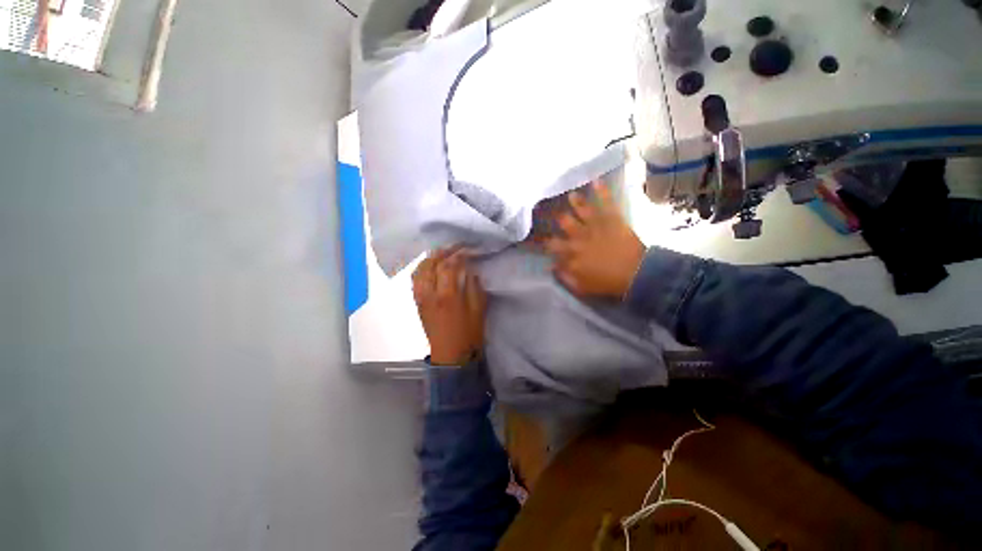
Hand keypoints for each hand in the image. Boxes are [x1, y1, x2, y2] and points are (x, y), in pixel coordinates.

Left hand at [412, 249, 486, 365]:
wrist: (450, 356)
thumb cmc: (468, 335)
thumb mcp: (478, 310)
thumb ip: (474, 287)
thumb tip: (470, 270)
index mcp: (448, 295)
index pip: (449, 265)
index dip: (458, 254)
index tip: (466, 248)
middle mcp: (430, 293)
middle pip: (431, 264)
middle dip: (442, 251)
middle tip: (453, 246)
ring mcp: (421, 298)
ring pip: (420, 270)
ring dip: (430, 258)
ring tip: (441, 253)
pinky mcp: (417, 303)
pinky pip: (415, 280)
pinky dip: (421, 269)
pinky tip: (430, 267)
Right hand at [543, 181, 646, 297]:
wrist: (636, 275)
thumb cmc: (607, 283)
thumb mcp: (581, 287)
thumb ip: (564, 276)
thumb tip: (551, 267)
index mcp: (571, 254)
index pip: (553, 246)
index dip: (548, 242)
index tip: (546, 240)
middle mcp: (579, 237)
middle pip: (564, 223)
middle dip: (558, 218)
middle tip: (555, 212)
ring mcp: (595, 225)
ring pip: (581, 209)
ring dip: (575, 201)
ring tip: (572, 195)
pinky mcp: (612, 218)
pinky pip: (605, 202)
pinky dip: (602, 191)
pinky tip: (596, 180)